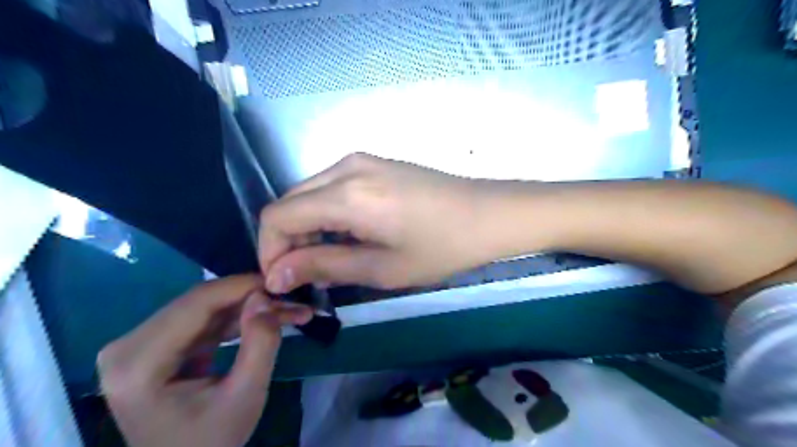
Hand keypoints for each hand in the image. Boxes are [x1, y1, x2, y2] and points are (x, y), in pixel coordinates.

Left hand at [97, 274, 310, 446]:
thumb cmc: (211, 442)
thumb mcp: (246, 396)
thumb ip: (260, 344)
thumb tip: (265, 297)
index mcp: (137, 364)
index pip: (196, 304)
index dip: (242, 287)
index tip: (281, 282)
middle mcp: (127, 346)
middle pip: (199, 303)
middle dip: (250, 298)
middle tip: (291, 299)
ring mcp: (137, 345)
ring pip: (204, 308)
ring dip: (247, 308)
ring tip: (288, 310)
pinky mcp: (152, 347)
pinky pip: (201, 321)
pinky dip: (235, 320)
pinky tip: (265, 320)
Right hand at [258, 153, 499, 292]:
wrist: (488, 213)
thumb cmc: (441, 247)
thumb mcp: (381, 268)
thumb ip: (324, 266)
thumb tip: (276, 275)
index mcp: (346, 194)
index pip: (278, 216)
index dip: (270, 251)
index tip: (283, 282)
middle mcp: (345, 167)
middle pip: (290, 202)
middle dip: (288, 242)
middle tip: (307, 277)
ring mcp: (360, 161)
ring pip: (309, 195)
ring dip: (308, 229)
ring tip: (330, 261)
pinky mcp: (374, 164)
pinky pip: (332, 188)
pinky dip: (328, 215)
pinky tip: (349, 237)